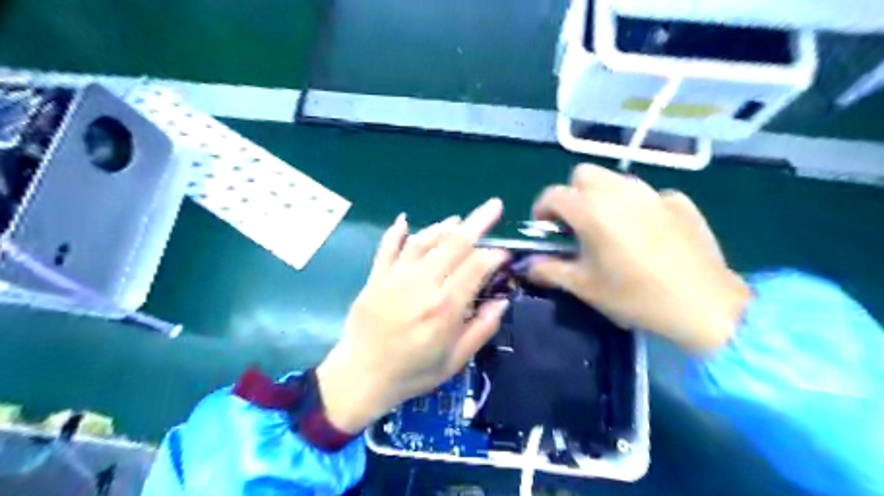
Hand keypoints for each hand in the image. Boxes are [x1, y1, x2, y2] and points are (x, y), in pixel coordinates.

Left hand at [318, 200, 510, 431]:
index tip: (505, 253)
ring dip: (444, 227)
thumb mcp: (454, 361)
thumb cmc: (412, 373)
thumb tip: (503, 300)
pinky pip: (387, 248)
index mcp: (444, 308)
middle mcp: (421, 285)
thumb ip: (481, 329)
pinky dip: (397, 232)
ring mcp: (395, 278)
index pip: (476, 267)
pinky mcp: (376, 278)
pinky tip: (404, 220)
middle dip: (477, 222)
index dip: (494, 255)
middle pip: (454, 245)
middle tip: (494, 206)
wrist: (359, 378)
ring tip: (458, 219)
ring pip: (424, 241)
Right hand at [527, 164, 748, 354]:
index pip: (553, 194)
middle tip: (576, 224)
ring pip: (615, 179)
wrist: (704, 305)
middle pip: (583, 174)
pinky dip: (637, 206)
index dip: (541, 209)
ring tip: (610, 227)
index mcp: (592, 211)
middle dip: (572, 194)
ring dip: (602, 195)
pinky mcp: (680, 201)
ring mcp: (653, 193)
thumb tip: (528, 264)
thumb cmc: (635, 296)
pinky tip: (647, 233)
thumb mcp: (584, 287)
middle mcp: (620, 192)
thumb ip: (550, 270)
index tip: (545, 229)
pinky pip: (647, 194)